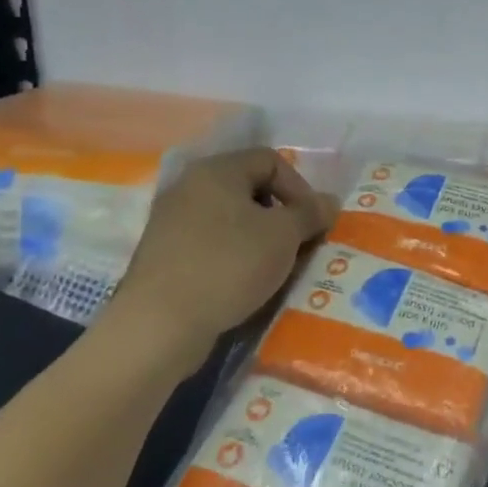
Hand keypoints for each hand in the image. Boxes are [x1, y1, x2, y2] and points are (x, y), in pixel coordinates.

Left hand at [101, 148, 335, 358]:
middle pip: (249, 189)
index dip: (300, 187)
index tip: (312, 222)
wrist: (159, 325)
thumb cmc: (228, 265)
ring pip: (231, 220)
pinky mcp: (164, 256)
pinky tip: (245, 284)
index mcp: (216, 171)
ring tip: (276, 268)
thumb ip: (310, 213)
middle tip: (299, 245)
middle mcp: (189, 187)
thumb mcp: (283, 236)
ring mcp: (171, 223)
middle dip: (281, 215)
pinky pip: (211, 245)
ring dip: (260, 239)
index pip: (271, 160)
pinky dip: (234, 258)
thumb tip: (329, 202)